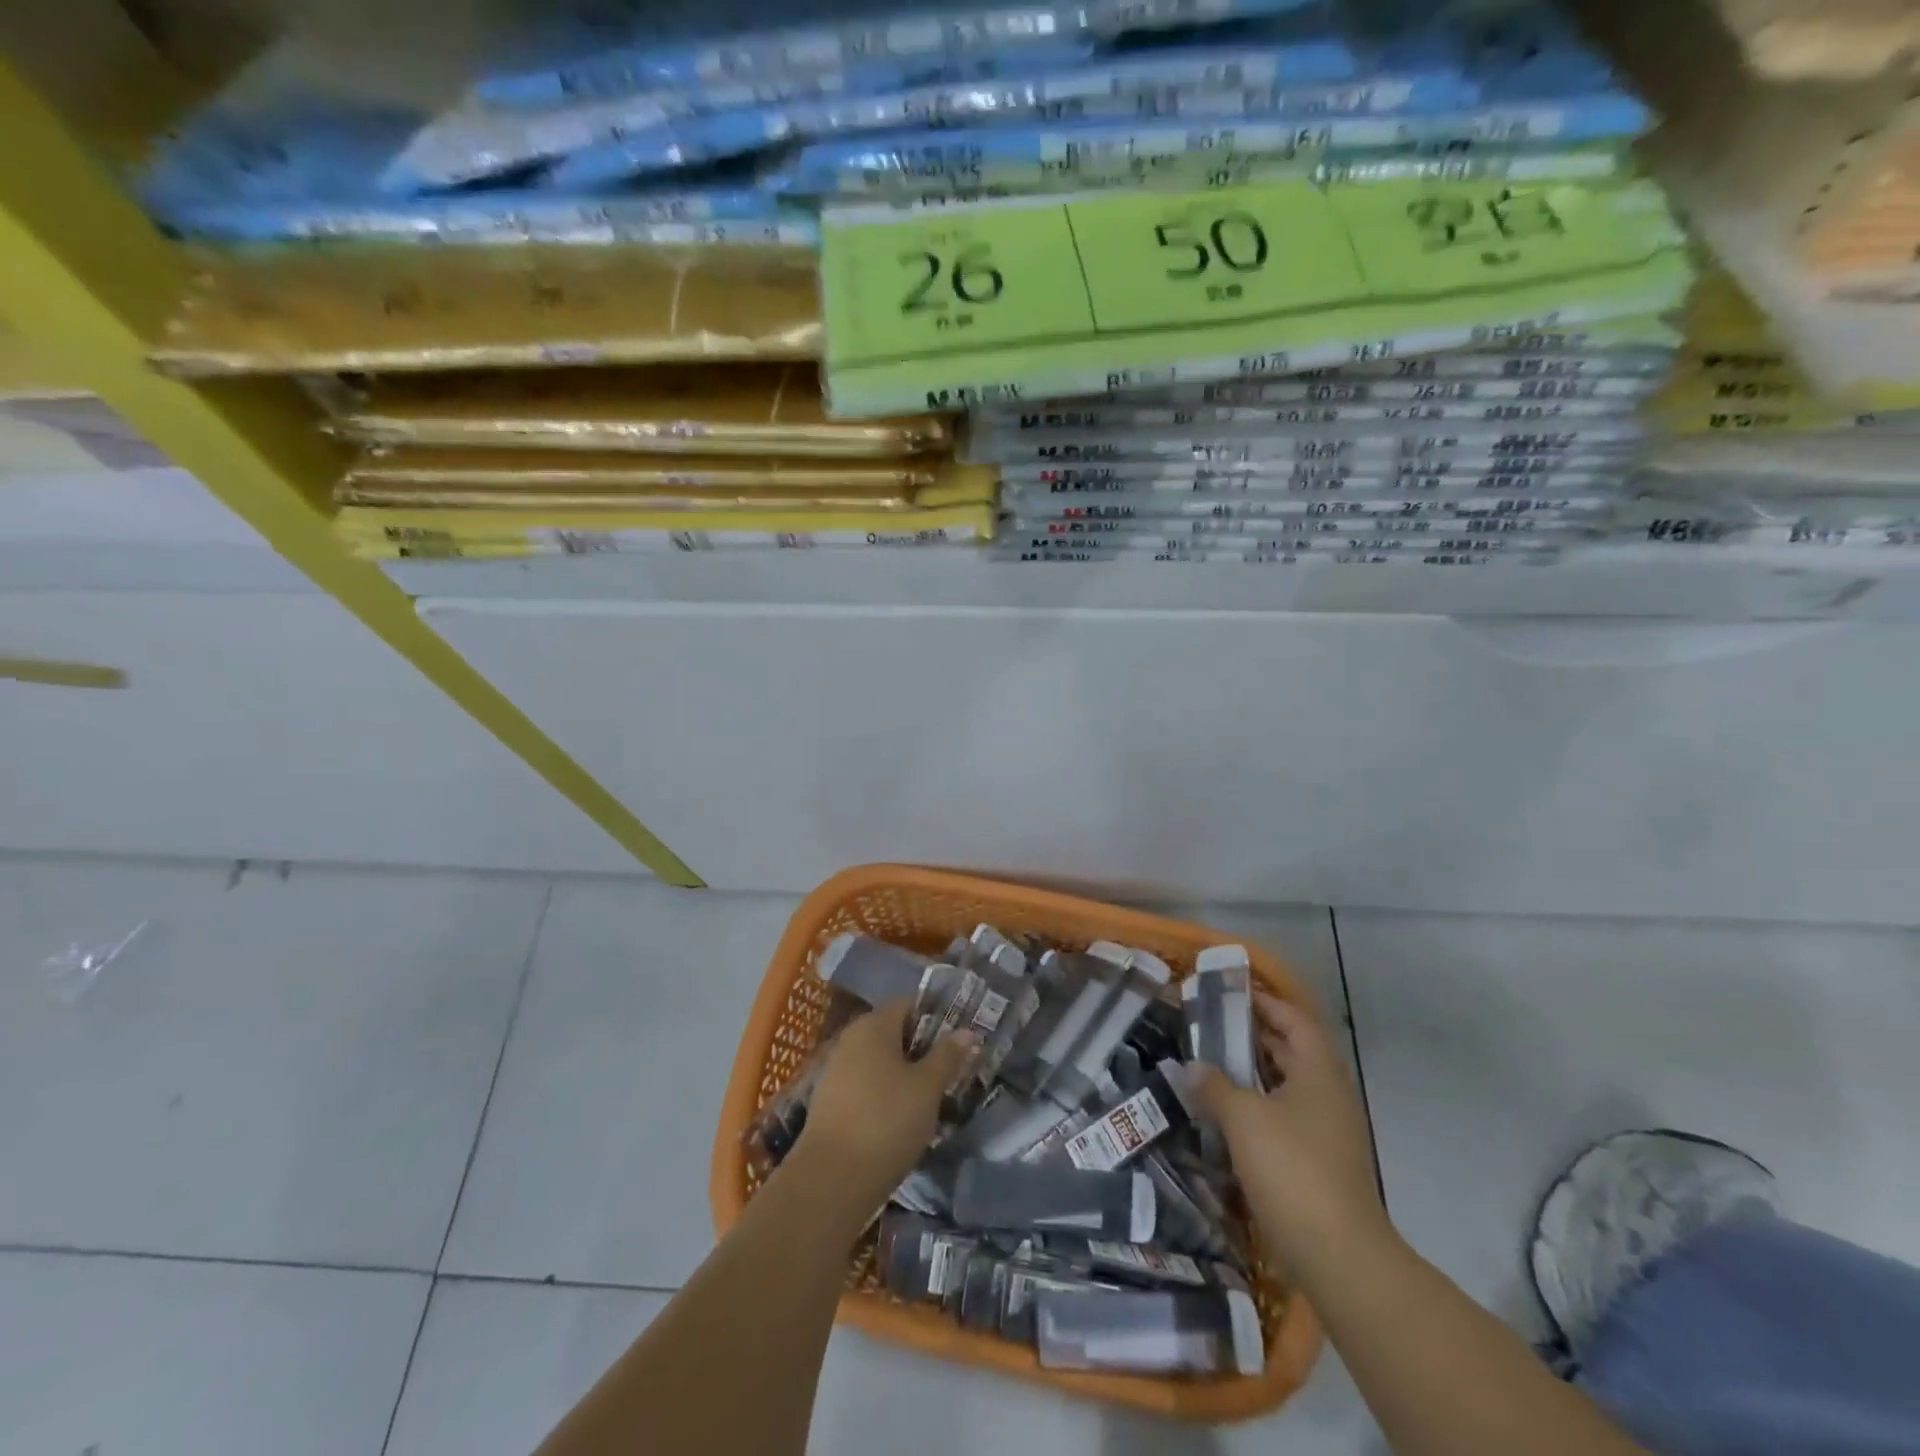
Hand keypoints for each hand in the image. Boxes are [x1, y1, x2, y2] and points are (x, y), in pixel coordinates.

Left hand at [793, 1000, 973, 1209]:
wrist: (832, 1179)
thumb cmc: (887, 1120)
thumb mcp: (927, 1087)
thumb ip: (947, 1056)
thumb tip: (966, 1031)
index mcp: (874, 1024)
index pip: (910, 1004)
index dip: (937, 1016)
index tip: (961, 1037)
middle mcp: (851, 1038)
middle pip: (895, 1032)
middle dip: (924, 1048)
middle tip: (953, 1067)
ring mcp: (837, 1070)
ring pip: (881, 1061)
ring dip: (906, 1073)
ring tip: (935, 1095)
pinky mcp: (831, 1101)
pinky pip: (867, 1084)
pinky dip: (887, 1093)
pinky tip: (905, 1116)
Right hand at [1190, 992, 1386, 1275]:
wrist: (1340, 1257)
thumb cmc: (1293, 1169)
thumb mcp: (1244, 1118)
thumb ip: (1215, 1086)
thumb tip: (1192, 1067)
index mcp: (1319, 1073)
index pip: (1295, 1020)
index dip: (1266, 1002)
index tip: (1232, 992)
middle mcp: (1328, 1096)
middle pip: (1292, 1051)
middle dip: (1254, 1035)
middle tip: (1211, 1025)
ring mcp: (1327, 1133)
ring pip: (1286, 1088)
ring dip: (1253, 1074)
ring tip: (1211, 1065)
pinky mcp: (1318, 1164)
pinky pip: (1284, 1119)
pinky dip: (1257, 1108)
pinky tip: (1226, 1116)